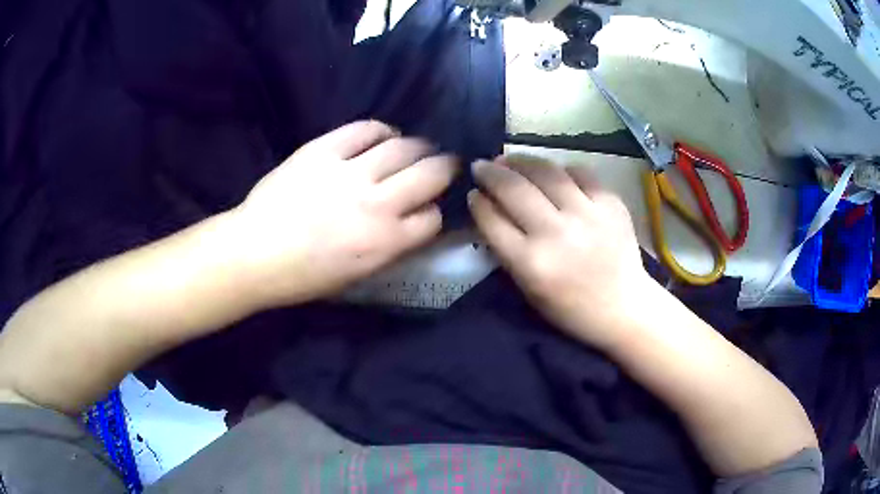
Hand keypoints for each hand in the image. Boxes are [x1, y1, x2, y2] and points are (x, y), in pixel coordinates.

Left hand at [230, 121, 457, 306]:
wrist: (254, 253)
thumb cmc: (303, 276)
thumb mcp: (357, 275)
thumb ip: (391, 247)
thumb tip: (410, 222)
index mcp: (387, 242)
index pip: (433, 217)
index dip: (434, 210)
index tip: (427, 207)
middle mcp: (377, 203)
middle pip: (431, 174)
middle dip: (445, 167)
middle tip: (444, 163)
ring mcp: (350, 172)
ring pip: (404, 146)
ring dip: (418, 146)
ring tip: (416, 147)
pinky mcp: (325, 150)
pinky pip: (365, 129)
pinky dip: (381, 129)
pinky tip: (384, 135)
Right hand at [468, 155, 651, 349]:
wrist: (623, 306)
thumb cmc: (571, 307)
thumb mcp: (528, 288)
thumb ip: (507, 249)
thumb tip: (489, 206)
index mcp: (532, 263)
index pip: (493, 220)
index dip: (478, 201)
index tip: (473, 192)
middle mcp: (557, 233)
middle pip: (514, 189)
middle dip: (491, 172)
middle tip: (482, 166)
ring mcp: (587, 214)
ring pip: (546, 171)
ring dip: (521, 161)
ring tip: (510, 159)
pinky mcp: (611, 203)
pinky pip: (580, 172)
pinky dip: (562, 169)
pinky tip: (554, 172)